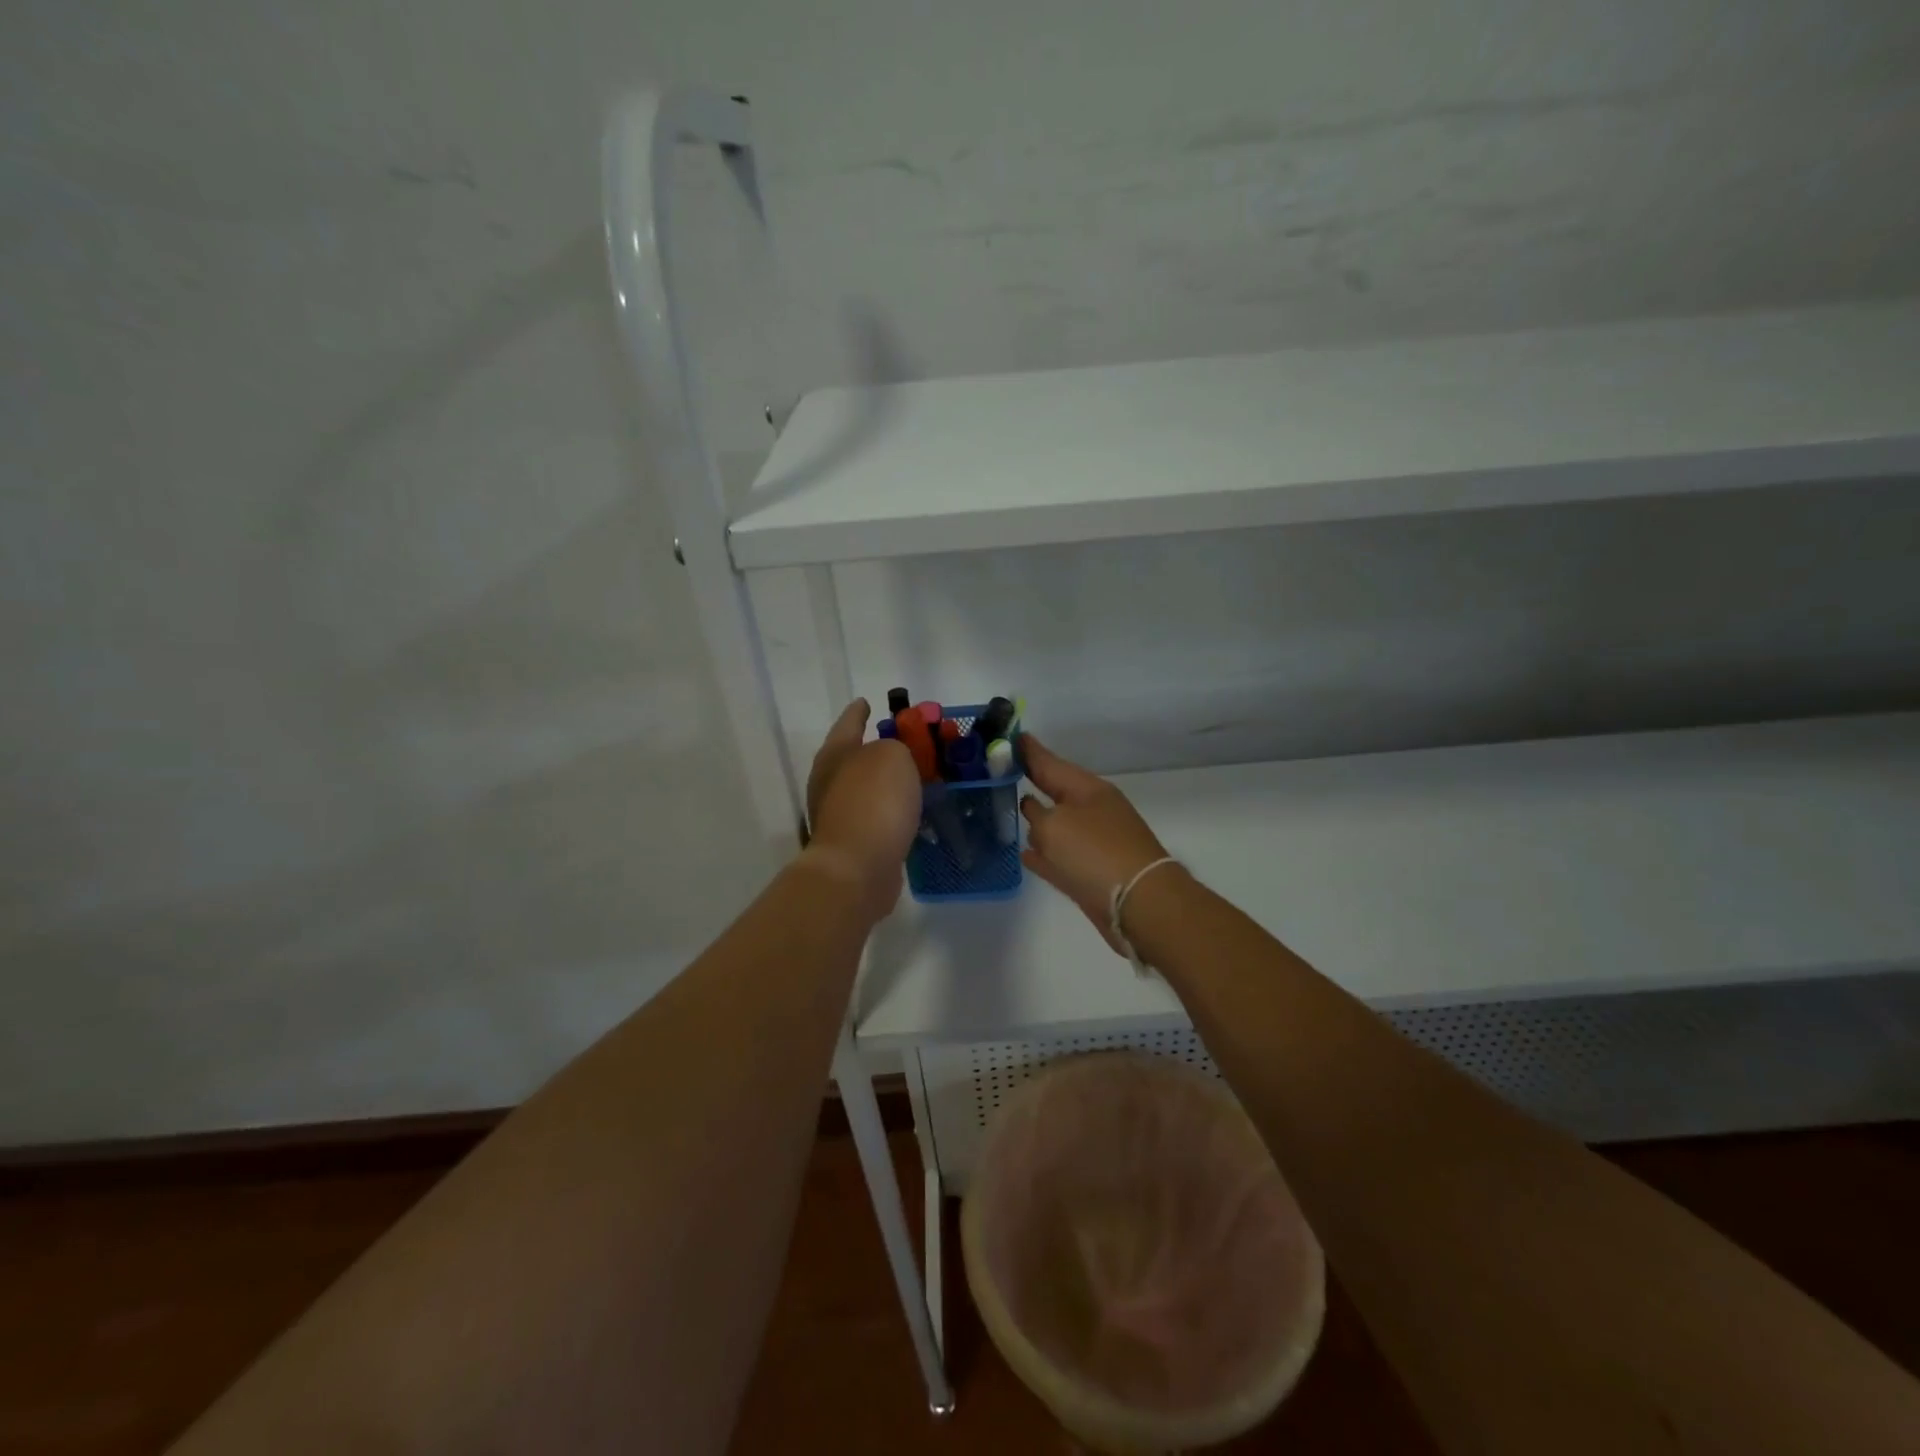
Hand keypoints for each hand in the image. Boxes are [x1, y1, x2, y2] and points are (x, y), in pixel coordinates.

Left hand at [803, 699, 921, 917]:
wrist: (857, 869)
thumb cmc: (873, 802)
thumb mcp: (893, 757)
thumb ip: (897, 747)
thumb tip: (892, 759)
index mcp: (835, 754)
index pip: (849, 722)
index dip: (859, 711)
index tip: (867, 701)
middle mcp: (830, 781)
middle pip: (856, 756)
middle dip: (879, 748)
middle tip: (907, 741)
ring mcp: (839, 814)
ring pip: (868, 788)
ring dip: (889, 782)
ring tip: (918, 776)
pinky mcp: (854, 843)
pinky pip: (878, 816)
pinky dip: (894, 810)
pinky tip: (913, 811)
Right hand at [1019, 735, 1174, 952]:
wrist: (1139, 904)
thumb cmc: (1094, 854)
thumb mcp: (1054, 826)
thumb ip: (1036, 814)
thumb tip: (1033, 811)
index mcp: (1087, 789)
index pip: (1049, 762)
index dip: (1028, 750)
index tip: (1009, 734)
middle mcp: (1091, 810)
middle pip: (1054, 790)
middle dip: (1031, 780)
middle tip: (1000, 770)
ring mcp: (1094, 842)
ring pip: (1056, 823)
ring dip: (1036, 818)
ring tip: (1007, 808)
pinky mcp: (1091, 873)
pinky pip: (1058, 856)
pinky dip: (1042, 853)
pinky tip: (1024, 854)